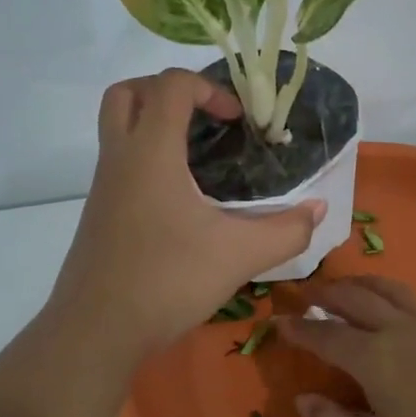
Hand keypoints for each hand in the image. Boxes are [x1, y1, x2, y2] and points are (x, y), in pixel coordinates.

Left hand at [48, 70, 323, 362]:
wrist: (97, 330)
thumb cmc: (168, 280)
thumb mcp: (240, 255)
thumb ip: (287, 230)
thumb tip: (318, 210)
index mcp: (151, 153)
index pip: (170, 86)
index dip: (209, 88)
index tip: (237, 120)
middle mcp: (120, 159)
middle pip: (127, 93)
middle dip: (166, 91)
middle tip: (203, 118)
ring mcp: (103, 188)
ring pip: (118, 129)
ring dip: (155, 126)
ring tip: (200, 158)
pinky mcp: (99, 215)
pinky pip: (120, 164)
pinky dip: (148, 160)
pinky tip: (182, 201)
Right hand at [276, 277, 415, 416]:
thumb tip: (304, 399)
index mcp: (372, 357)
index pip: (325, 335)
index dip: (299, 328)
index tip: (279, 321)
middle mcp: (399, 329)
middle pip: (356, 299)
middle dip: (327, 294)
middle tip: (308, 294)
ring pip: (390, 290)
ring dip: (362, 285)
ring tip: (348, 287)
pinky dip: (394, 296)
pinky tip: (399, 310)